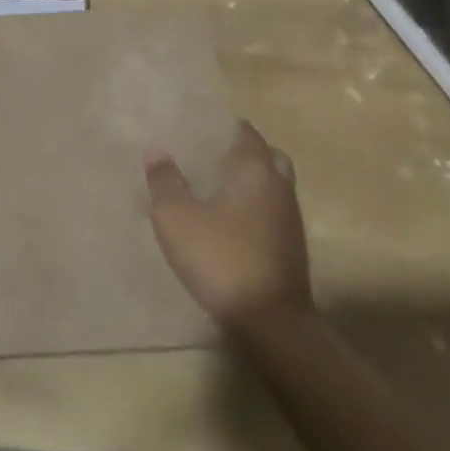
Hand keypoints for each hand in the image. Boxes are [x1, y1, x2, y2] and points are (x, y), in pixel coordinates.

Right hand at [145, 122, 312, 329]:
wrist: (271, 323)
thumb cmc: (222, 258)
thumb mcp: (177, 219)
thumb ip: (165, 181)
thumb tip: (156, 149)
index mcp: (255, 169)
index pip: (245, 132)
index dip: (224, 127)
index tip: (201, 128)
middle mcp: (279, 186)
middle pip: (267, 155)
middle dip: (243, 153)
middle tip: (213, 157)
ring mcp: (291, 219)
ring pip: (274, 186)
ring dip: (252, 183)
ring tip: (218, 190)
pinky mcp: (293, 249)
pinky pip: (274, 213)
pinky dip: (257, 210)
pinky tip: (233, 224)